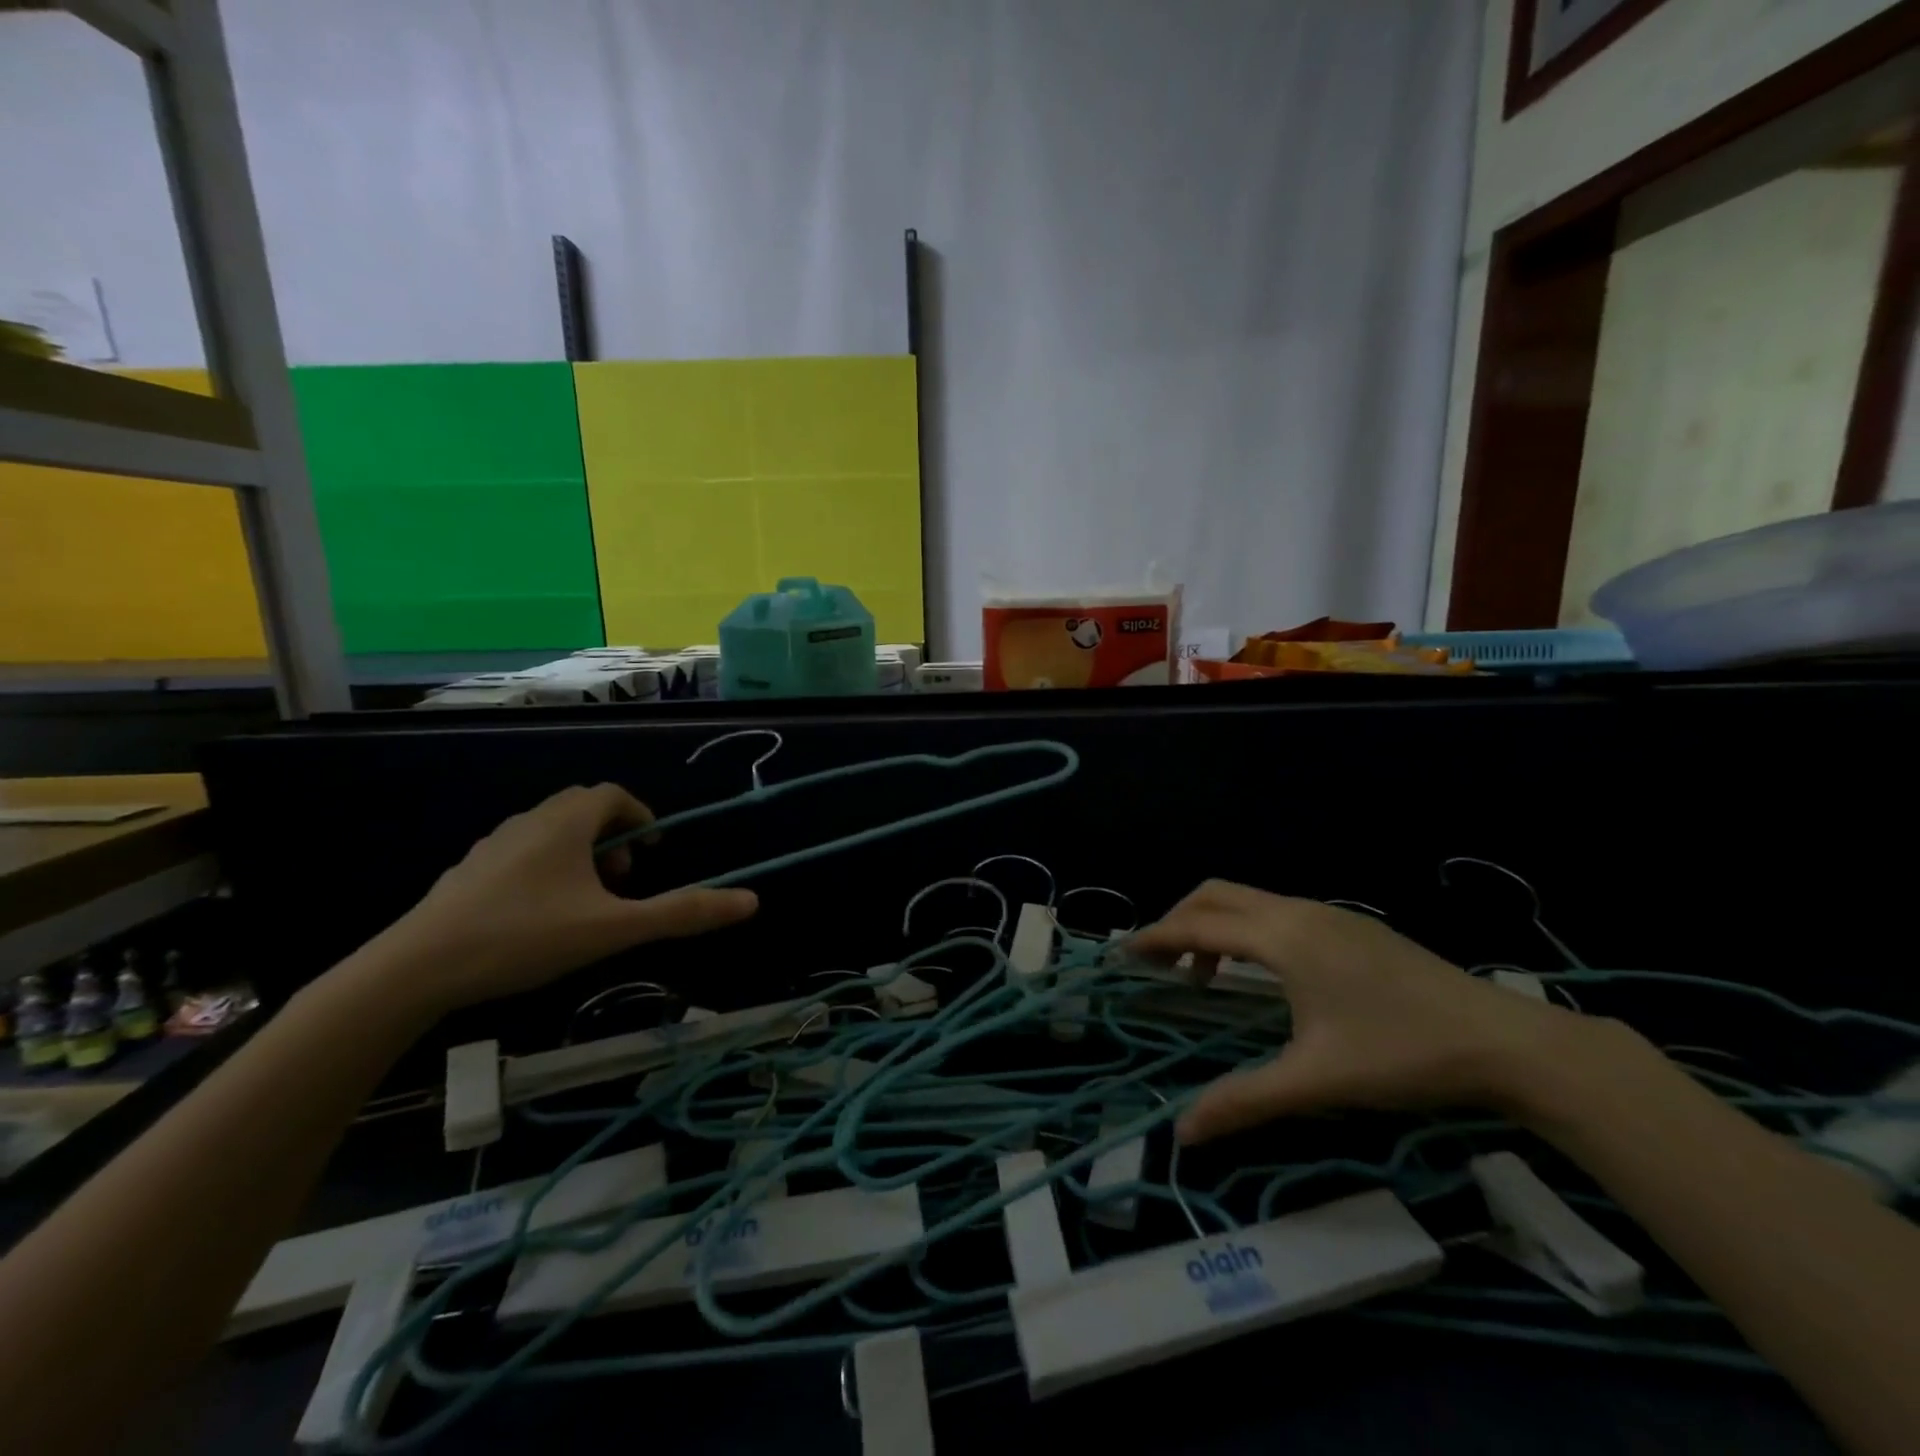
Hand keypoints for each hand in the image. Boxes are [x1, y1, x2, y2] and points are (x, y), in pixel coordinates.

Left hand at [374, 784, 757, 1014]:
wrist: (413, 970)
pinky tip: (539, 918)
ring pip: (549, 833)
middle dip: (613, 837)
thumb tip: (751, 901)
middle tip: (623, 880)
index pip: (613, 794)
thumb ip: (682, 913)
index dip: (641, 816)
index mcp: (565, 823)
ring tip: (587, 902)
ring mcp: (491, 846)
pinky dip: (545, 870)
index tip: (652, 852)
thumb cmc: (524, 937)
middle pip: (582, 809)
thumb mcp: (613, 928)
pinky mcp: (465, 874)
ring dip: (579, 855)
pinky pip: (520, 855)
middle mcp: (528, 822)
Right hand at [1131, 880, 1584, 1144]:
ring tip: (1207, 975)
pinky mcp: (1352, 925)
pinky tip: (1266, 977)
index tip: (1124, 953)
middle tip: (1161, 963)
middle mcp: (1298, 911)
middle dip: (1179, 920)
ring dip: (1215, 926)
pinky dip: (1248, 930)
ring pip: (1250, 900)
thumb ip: (1243, 1100)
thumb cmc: (1400, 1053)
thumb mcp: (1315, 1081)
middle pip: (1216, 894)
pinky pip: (1277, 912)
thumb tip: (1182, 1132)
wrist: (1504, 1041)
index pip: (1198, 924)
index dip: (1156, 937)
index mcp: (1281, 937)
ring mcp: (1329, 913)